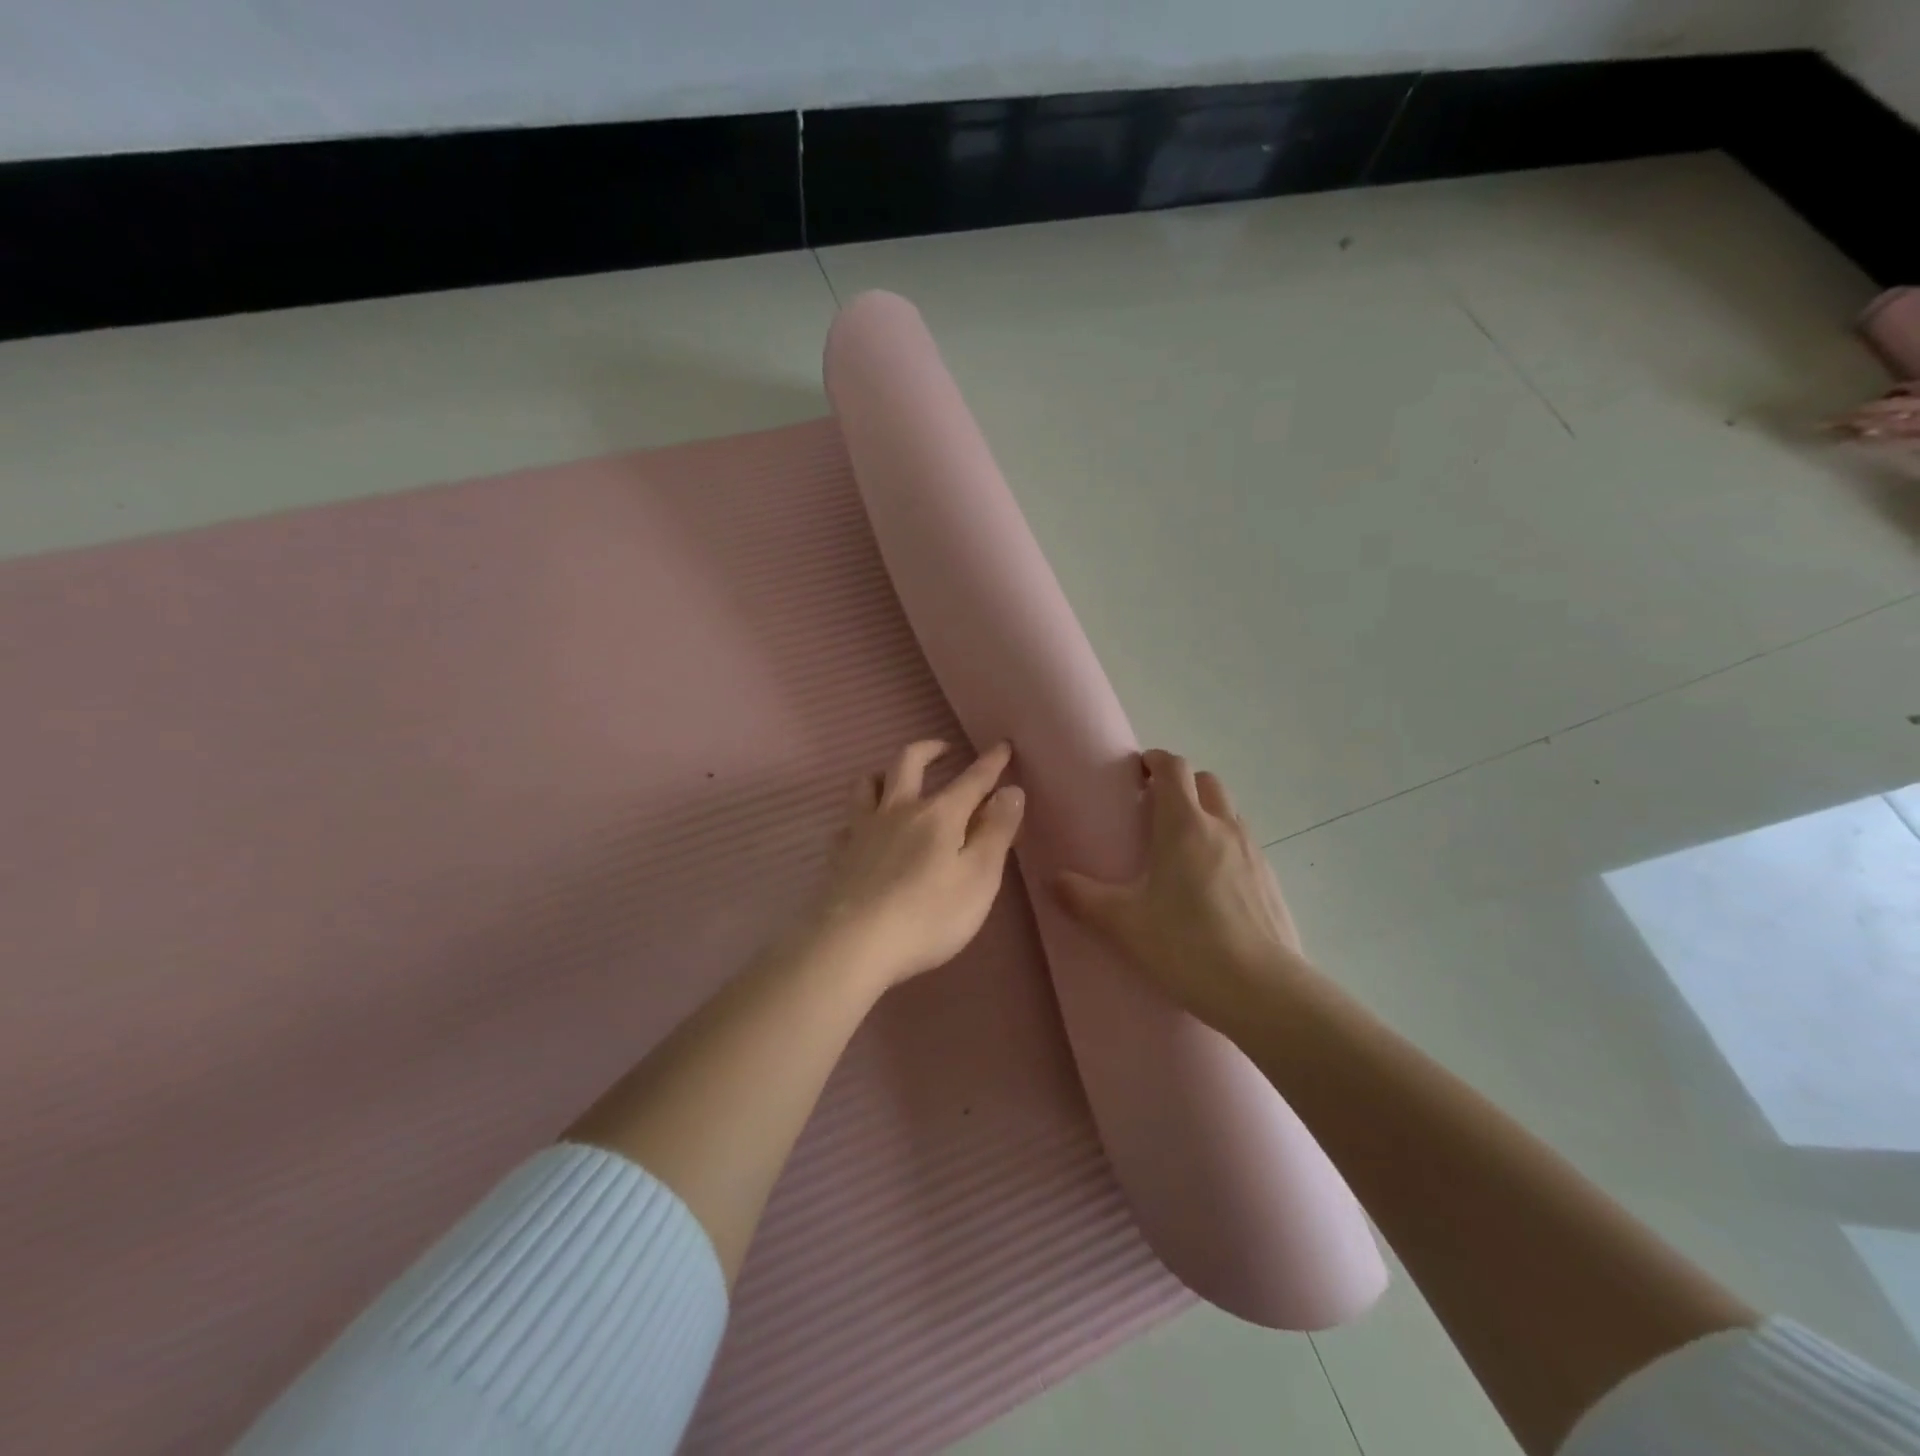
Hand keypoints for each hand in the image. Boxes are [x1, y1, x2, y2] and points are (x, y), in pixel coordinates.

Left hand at [800, 739, 1024, 989]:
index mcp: (939, 815)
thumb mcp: (978, 878)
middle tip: (944, 749)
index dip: (991, 762)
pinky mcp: (840, 853)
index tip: (1003, 745)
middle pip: (910, 762)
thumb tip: (1011, 790)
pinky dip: (861, 815)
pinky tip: (866, 830)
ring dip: (887, 772)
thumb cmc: (928, 916)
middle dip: (930, 749)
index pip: (972, 779)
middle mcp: (899, 810)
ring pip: (869, 782)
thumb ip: (996, 832)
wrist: (852, 945)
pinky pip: (849, 820)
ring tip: (897, 780)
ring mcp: (863, 829)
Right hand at [1056, 750, 1312, 1033]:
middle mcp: (1223, 827)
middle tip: (1154, 808)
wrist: (1262, 991)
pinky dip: (1224, 844)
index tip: (1136, 772)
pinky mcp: (1271, 881)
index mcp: (1185, 825)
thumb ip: (1082, 897)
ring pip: (1230, 811)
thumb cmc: (1186, 945)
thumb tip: (1053, 879)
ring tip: (1181, 845)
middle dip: (1181, 784)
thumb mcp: (1122, 923)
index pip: (1174, 768)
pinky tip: (1209, 883)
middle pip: (1206, 782)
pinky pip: (1244, 844)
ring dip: (1206, 812)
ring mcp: (1253, 853)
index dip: (1154, 761)